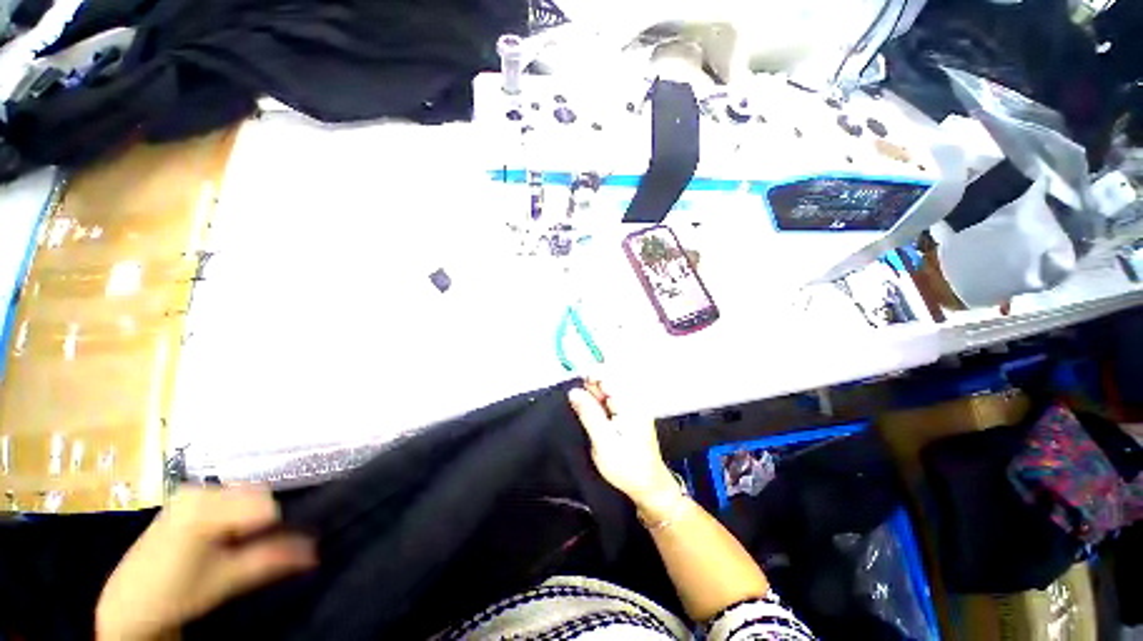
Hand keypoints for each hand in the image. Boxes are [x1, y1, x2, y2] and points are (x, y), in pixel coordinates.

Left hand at [96, 487, 316, 640]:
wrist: (130, 603)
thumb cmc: (177, 592)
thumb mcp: (227, 579)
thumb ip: (273, 559)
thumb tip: (317, 549)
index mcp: (205, 506)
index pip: (266, 505)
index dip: (275, 527)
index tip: (269, 546)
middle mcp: (199, 490)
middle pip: (256, 495)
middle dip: (261, 520)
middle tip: (248, 548)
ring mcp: (190, 491)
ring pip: (244, 495)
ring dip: (249, 518)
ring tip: (234, 544)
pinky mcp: (186, 498)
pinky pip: (228, 497)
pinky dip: (235, 514)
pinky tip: (222, 537)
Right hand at [569, 379, 678, 515]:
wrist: (649, 485)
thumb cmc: (627, 467)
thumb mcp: (603, 442)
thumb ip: (588, 413)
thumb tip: (574, 391)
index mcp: (629, 403)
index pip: (608, 375)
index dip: (590, 376)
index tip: (574, 390)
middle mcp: (633, 398)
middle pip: (607, 379)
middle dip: (590, 388)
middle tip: (580, 409)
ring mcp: (632, 404)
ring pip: (607, 389)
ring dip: (593, 397)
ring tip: (591, 419)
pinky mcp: (629, 411)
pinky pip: (610, 399)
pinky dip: (599, 404)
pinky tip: (596, 418)